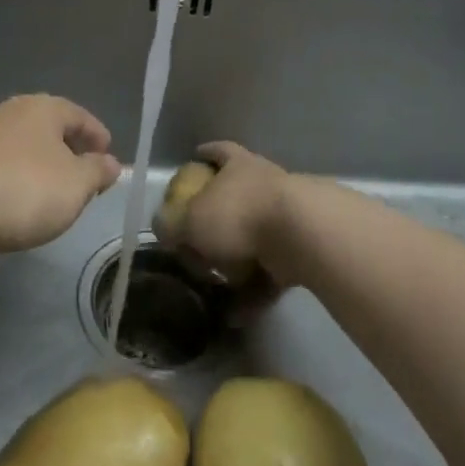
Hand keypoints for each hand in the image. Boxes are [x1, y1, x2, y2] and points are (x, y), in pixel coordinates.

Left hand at [0, 95, 120, 256]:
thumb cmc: (22, 189)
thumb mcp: (75, 186)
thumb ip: (96, 172)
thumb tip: (111, 162)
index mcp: (42, 108)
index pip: (78, 115)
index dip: (96, 134)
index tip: (107, 153)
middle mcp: (8, 111)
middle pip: (45, 126)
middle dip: (64, 148)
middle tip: (79, 173)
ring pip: (17, 143)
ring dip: (34, 162)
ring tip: (45, 190)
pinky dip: (7, 176)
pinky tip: (8, 199)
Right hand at [157, 141, 293, 285]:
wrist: (302, 236)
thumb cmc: (239, 214)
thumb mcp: (192, 220)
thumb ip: (172, 225)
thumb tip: (162, 229)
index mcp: (238, 165)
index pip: (219, 151)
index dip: (206, 154)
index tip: (196, 156)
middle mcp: (263, 185)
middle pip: (236, 197)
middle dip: (217, 219)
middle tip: (197, 238)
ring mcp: (285, 218)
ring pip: (253, 239)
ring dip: (235, 262)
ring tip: (214, 285)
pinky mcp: (300, 251)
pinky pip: (269, 273)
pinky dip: (253, 292)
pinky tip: (236, 314)